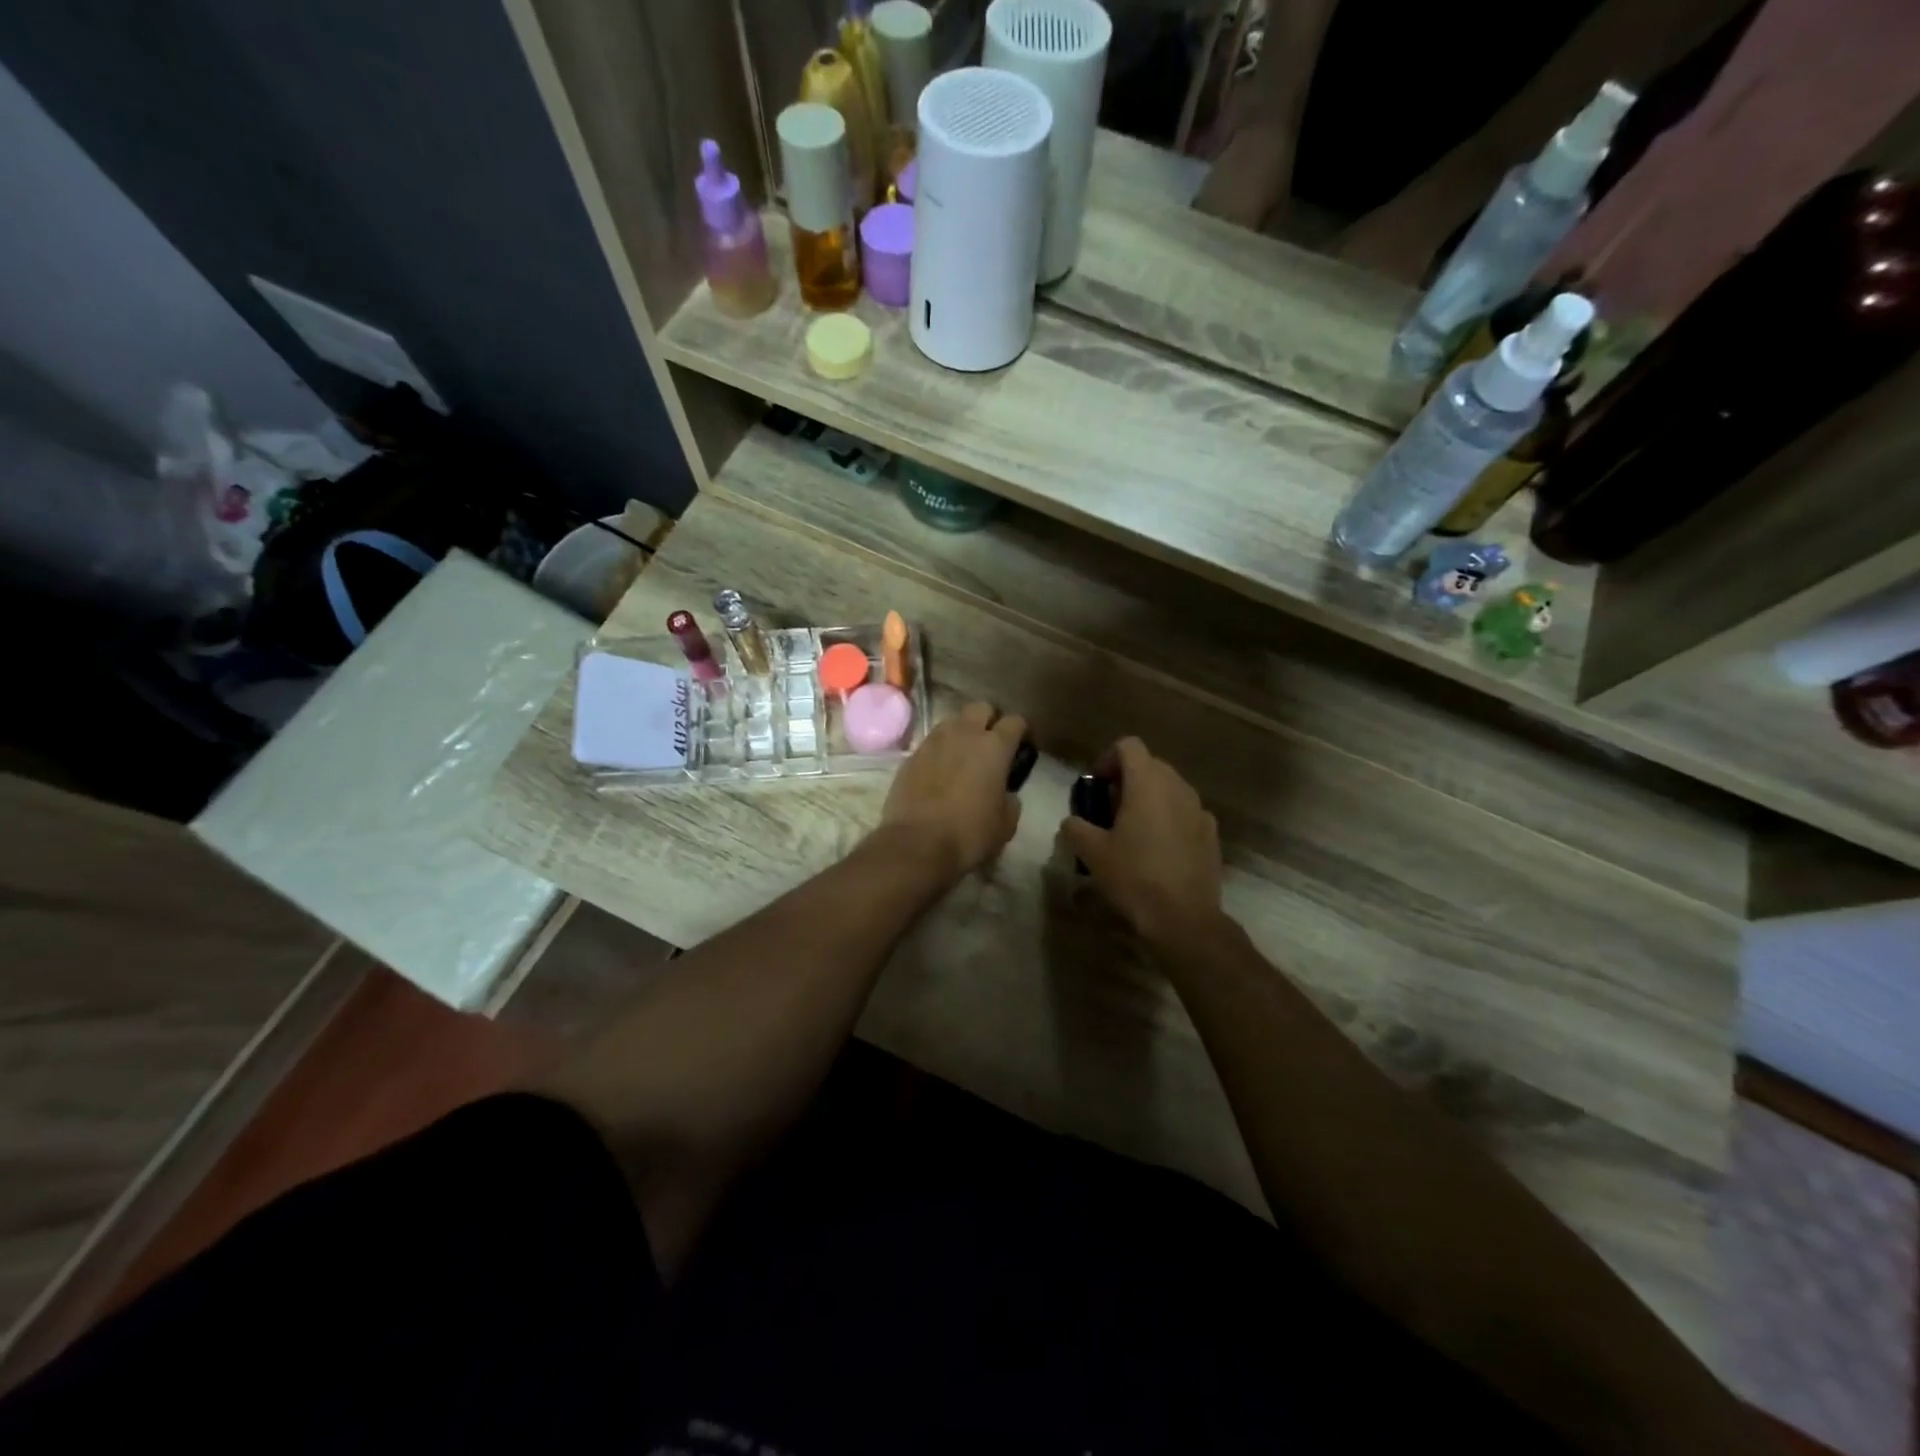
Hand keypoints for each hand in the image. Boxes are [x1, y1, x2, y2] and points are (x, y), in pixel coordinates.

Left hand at [879, 701, 1026, 880]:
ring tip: (963, 755)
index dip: (1022, 732)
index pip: (1015, 721)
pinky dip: (940, 751)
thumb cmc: (969, 834)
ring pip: (952, 721)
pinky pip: (931, 742)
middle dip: (989, 720)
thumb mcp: (1006, 823)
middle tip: (991, 745)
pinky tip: (940, 772)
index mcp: (994, 747)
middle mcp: (964, 734)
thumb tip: (1005, 792)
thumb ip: (1010, 799)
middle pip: (981, 708)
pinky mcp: (911, 755)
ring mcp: (933, 741)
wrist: (916, 844)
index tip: (1022, 747)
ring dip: (962, 732)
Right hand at [1060, 737, 1223, 944]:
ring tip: (1133, 830)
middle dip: (1127, 779)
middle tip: (1109, 809)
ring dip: (1149, 798)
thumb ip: (1075, 827)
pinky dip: (1169, 818)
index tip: (1096, 785)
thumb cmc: (1134, 877)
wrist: (1184, 918)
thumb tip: (1072, 821)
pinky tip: (1159, 849)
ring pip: (1170, 788)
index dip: (1108, 759)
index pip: (1128, 746)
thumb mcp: (1092, 853)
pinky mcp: (1212, 833)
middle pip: (1150, 765)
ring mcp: (1199, 809)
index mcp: (1147, 783)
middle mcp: (1177, 787)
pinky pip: (1186, 812)